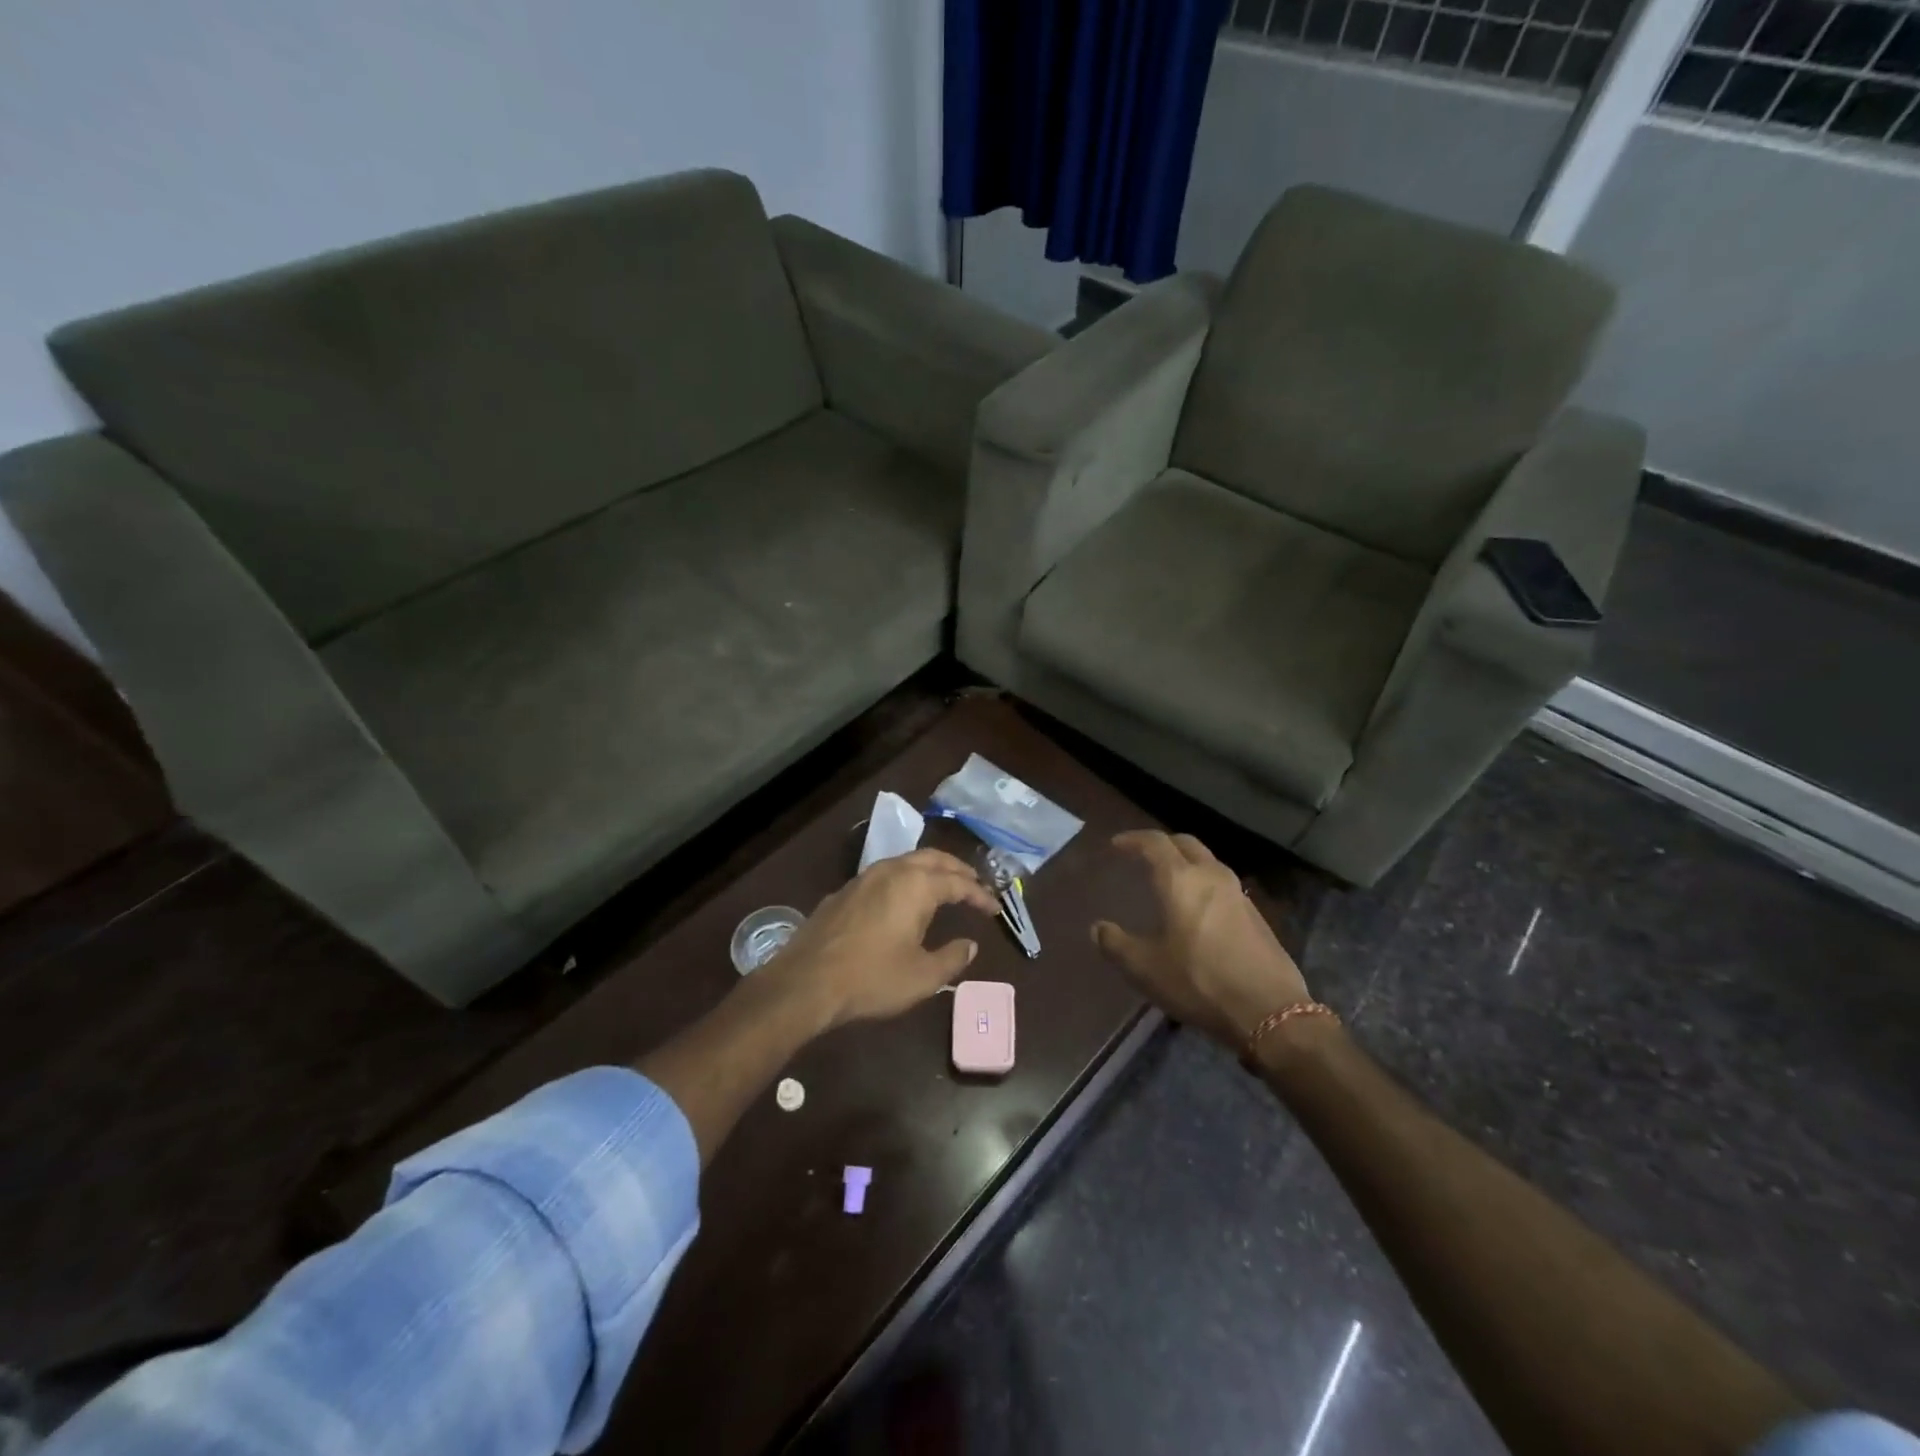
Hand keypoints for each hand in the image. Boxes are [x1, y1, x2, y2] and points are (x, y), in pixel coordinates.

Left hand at [767, 849, 999, 1029]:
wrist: (806, 982)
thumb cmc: (872, 979)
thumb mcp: (922, 977)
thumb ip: (952, 958)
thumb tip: (970, 945)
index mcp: (916, 885)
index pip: (958, 883)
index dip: (980, 894)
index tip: (994, 908)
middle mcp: (892, 870)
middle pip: (933, 859)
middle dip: (957, 870)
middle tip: (974, 884)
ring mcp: (864, 878)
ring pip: (906, 861)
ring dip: (930, 870)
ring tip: (944, 886)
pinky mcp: (844, 891)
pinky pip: (885, 875)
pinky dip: (905, 879)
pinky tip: (903, 899)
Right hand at [1091, 830, 1311, 1048]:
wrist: (1269, 1011)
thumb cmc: (1199, 982)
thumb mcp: (1145, 969)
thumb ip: (1116, 944)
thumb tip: (1098, 928)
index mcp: (1181, 880)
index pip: (1154, 843)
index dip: (1133, 840)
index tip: (1116, 844)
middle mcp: (1211, 876)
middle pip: (1186, 844)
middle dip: (1162, 844)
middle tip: (1143, 855)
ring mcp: (1238, 894)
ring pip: (1208, 862)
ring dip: (1186, 863)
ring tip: (1169, 880)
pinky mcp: (1256, 915)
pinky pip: (1222, 885)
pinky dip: (1203, 884)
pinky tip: (1196, 909)